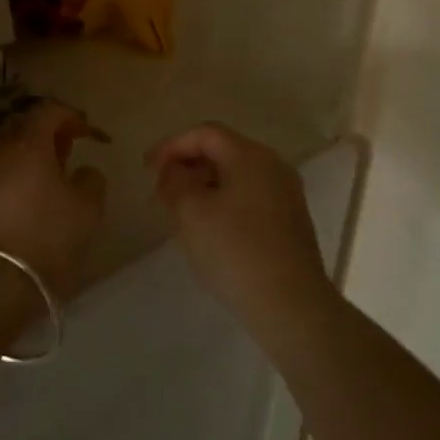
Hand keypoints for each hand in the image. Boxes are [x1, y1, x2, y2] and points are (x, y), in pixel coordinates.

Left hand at [0, 101, 106, 300]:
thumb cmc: (46, 236)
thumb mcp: (87, 209)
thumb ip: (91, 180)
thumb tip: (84, 171)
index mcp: (27, 141)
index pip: (49, 110)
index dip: (72, 117)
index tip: (88, 135)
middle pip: (22, 127)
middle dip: (46, 134)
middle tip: (66, 153)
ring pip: (3, 152)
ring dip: (25, 158)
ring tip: (46, 180)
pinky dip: (9, 179)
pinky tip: (22, 201)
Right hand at [148, 123, 332, 335]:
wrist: (291, 306)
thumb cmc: (235, 251)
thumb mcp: (190, 212)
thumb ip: (174, 182)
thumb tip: (173, 171)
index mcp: (250, 155)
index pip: (204, 133)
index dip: (172, 145)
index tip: (147, 168)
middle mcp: (273, 166)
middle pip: (223, 151)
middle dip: (188, 166)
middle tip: (162, 190)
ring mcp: (286, 195)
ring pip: (236, 177)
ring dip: (205, 186)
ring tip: (181, 212)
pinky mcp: (291, 222)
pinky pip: (249, 198)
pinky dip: (224, 203)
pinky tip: (210, 231)